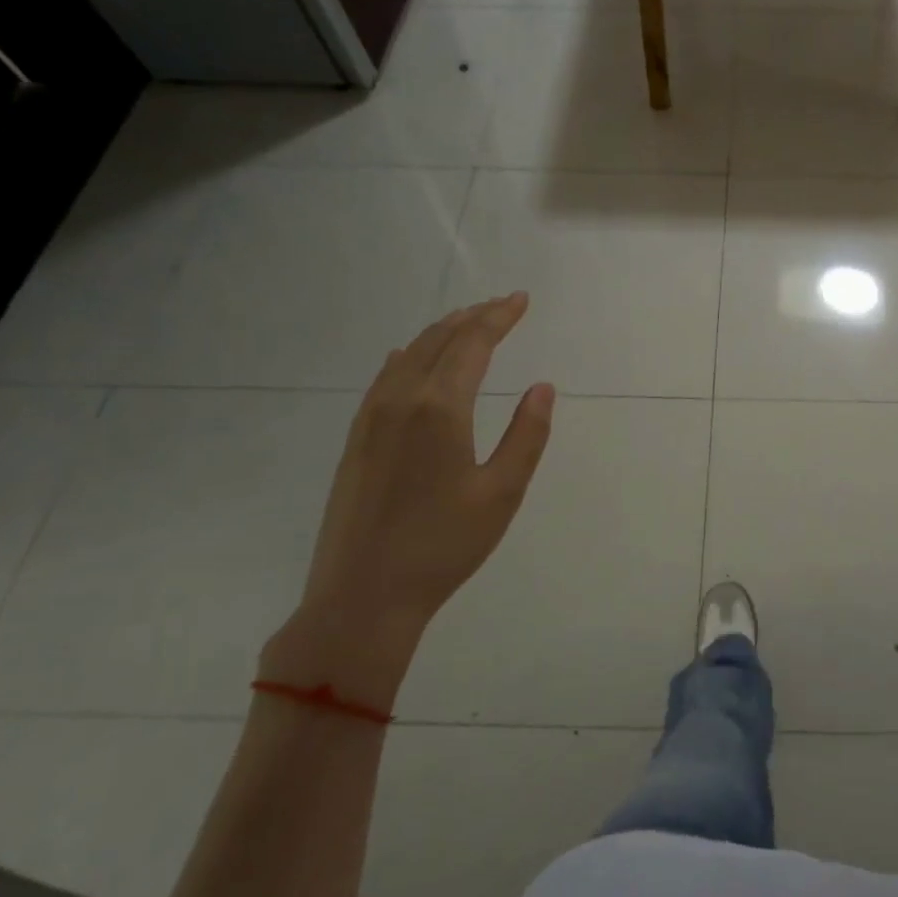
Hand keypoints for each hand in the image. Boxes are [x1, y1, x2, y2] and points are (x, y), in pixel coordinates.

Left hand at [264, 295, 553, 704]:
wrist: (362, 596)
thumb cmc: (443, 546)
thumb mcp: (502, 492)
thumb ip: (527, 435)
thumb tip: (541, 387)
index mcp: (440, 408)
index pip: (473, 344)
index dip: (499, 317)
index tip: (521, 299)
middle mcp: (400, 400)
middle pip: (439, 341)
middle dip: (473, 317)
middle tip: (502, 305)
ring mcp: (370, 418)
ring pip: (408, 355)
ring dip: (441, 333)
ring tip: (467, 324)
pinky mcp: (356, 440)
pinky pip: (384, 378)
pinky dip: (408, 356)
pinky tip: (409, 358)